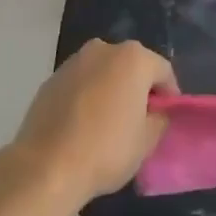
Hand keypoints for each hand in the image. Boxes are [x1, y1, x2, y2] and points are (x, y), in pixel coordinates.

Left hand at [8, 40, 177, 206]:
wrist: (46, 166)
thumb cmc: (106, 150)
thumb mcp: (147, 141)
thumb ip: (159, 119)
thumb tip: (154, 113)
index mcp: (133, 58)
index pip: (163, 71)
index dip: (169, 95)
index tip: (166, 118)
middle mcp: (103, 49)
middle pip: (131, 67)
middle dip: (138, 88)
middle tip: (140, 120)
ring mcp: (73, 62)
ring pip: (103, 73)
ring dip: (110, 90)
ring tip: (109, 124)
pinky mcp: (51, 79)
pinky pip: (80, 84)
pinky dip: (86, 97)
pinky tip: (83, 126)